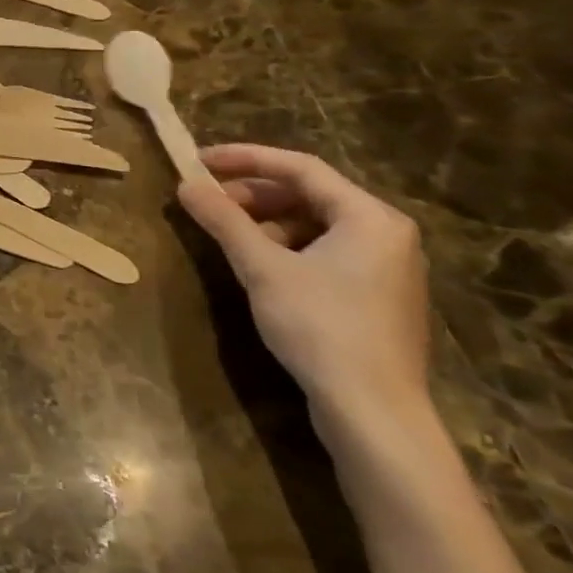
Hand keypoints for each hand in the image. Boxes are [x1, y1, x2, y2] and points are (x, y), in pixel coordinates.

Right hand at [178, 144, 431, 439]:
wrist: (374, 414)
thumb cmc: (321, 328)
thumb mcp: (263, 268)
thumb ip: (224, 221)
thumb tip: (186, 185)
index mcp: (370, 217)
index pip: (300, 167)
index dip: (245, 158)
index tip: (199, 161)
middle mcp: (386, 233)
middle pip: (309, 194)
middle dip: (253, 193)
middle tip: (209, 202)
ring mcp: (386, 267)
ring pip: (315, 224)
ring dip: (267, 221)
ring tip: (228, 236)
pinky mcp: (377, 297)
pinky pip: (326, 251)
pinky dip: (287, 247)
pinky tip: (259, 266)